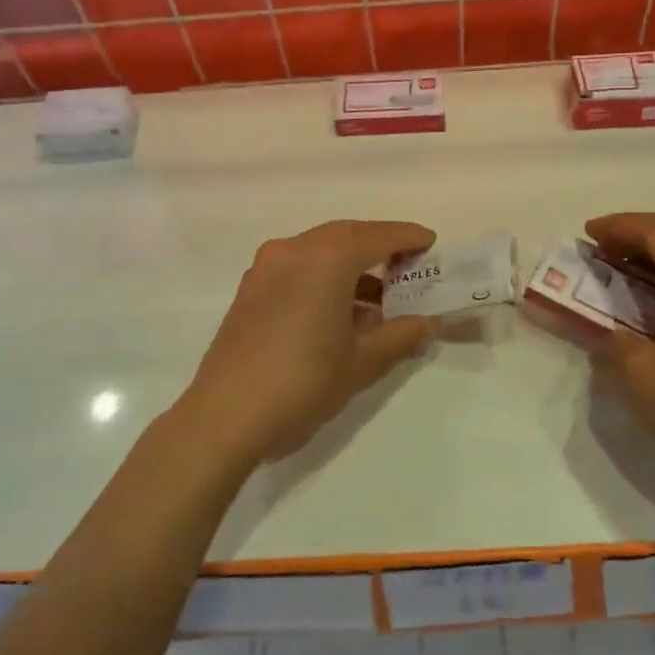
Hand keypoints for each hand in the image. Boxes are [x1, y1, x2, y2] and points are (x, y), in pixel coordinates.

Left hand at [180, 220, 438, 465]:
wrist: (224, 418)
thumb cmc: (302, 383)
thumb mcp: (361, 362)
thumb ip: (400, 336)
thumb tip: (427, 323)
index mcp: (325, 258)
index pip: (377, 236)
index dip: (408, 238)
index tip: (431, 245)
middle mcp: (292, 250)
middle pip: (346, 237)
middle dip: (379, 250)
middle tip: (409, 269)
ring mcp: (265, 269)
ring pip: (319, 254)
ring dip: (351, 270)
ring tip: (380, 304)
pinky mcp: (249, 292)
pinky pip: (297, 270)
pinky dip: (324, 281)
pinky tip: (341, 316)